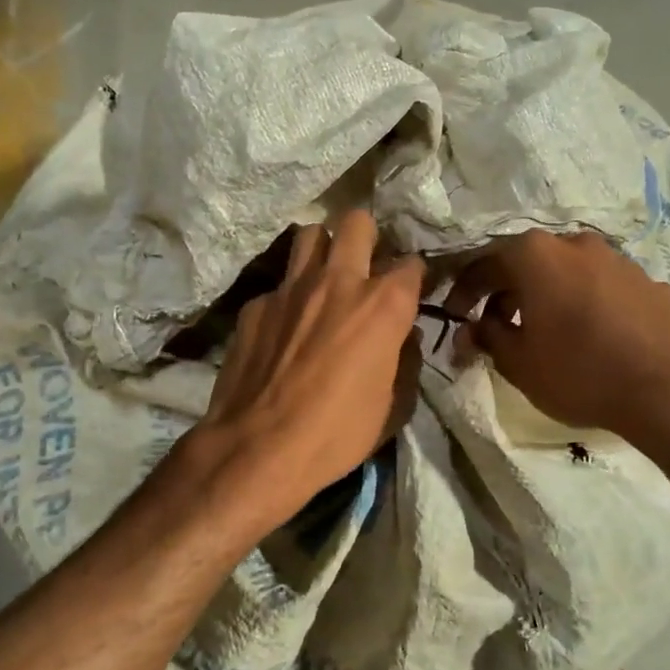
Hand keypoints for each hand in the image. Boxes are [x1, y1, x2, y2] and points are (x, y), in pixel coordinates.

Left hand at [188, 210, 424, 525]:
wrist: (259, 447)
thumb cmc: (338, 433)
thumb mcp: (393, 406)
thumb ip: (405, 360)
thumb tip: (404, 337)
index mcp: (383, 305)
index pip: (411, 265)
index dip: (413, 277)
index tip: (410, 292)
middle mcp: (338, 281)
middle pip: (356, 222)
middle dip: (366, 237)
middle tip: (364, 266)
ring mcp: (291, 288)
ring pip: (310, 236)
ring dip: (322, 250)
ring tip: (323, 280)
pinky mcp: (256, 305)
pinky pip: (278, 286)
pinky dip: (288, 299)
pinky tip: (284, 329)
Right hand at [443, 231, 669, 444]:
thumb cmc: (580, 372)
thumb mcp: (519, 363)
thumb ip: (487, 338)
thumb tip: (470, 329)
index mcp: (537, 256)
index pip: (484, 263)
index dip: (463, 290)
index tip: (454, 315)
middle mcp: (577, 244)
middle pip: (528, 262)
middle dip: (506, 291)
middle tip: (496, 325)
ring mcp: (619, 260)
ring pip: (569, 271)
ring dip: (548, 295)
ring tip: (545, 330)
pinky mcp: (651, 282)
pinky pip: (605, 288)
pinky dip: (588, 304)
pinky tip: (593, 336)